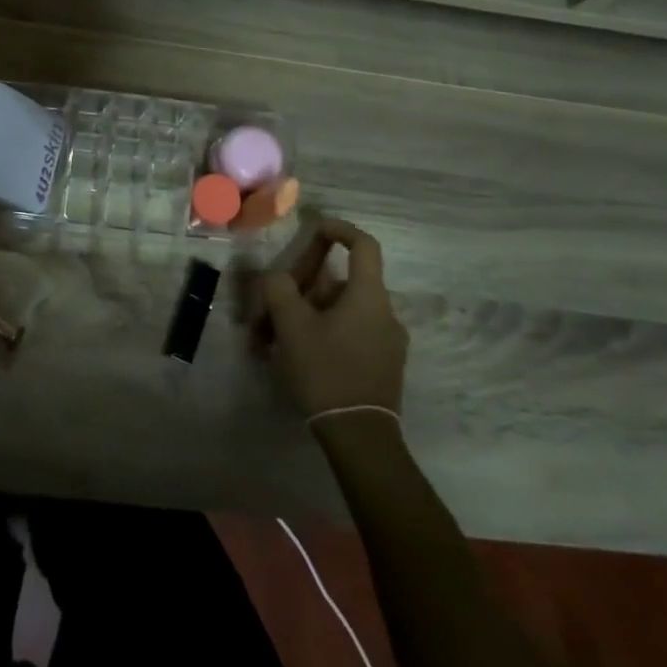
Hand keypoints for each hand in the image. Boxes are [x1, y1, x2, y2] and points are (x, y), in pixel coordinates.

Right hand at [258, 218, 407, 417]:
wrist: (360, 436)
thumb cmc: (326, 371)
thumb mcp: (291, 325)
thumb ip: (279, 289)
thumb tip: (278, 278)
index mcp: (369, 296)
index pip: (363, 245)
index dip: (339, 230)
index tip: (315, 229)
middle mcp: (386, 313)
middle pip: (344, 282)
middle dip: (308, 286)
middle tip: (277, 304)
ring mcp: (389, 342)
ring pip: (345, 310)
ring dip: (313, 313)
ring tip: (280, 337)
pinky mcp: (385, 366)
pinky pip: (353, 334)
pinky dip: (327, 333)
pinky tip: (302, 356)